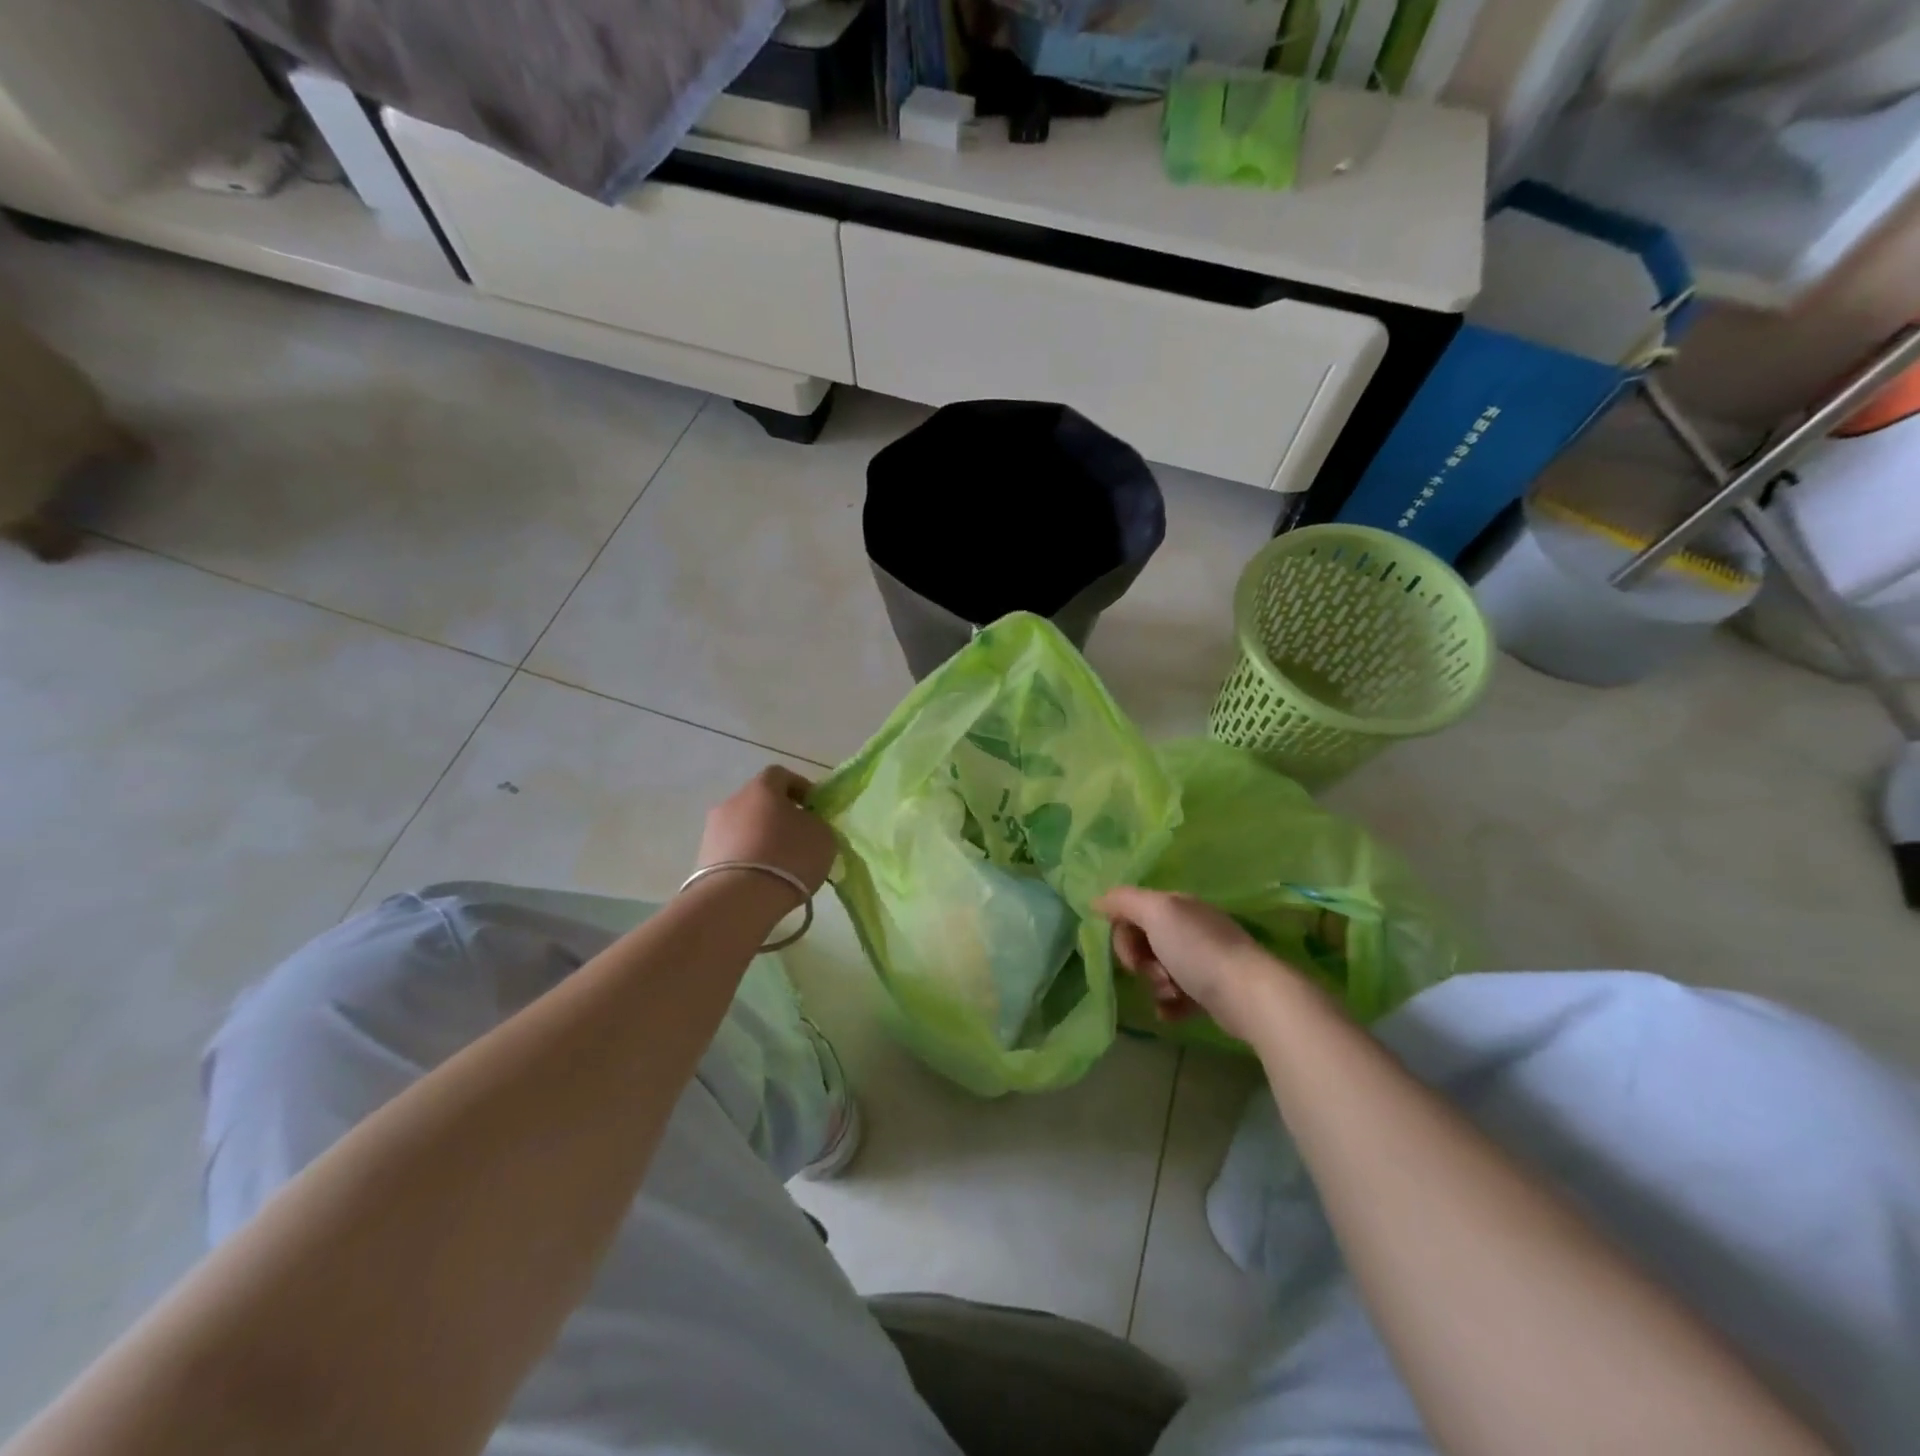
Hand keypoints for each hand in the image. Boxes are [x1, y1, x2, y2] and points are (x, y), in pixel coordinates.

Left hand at [696, 767, 836, 895]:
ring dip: (760, 838)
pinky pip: (732, 850)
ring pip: (743, 827)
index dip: (800, 788)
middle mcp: (732, 801)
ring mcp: (713, 830)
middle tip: (797, 837)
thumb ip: (816, 823)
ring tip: (779, 864)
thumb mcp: (823, 836)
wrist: (739, 899)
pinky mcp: (703, 858)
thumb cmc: (788, 856)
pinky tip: (761, 878)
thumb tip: (806, 824)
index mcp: (762, 787)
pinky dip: (747, 858)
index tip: (814, 808)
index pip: (781, 775)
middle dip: (778, 815)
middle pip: (759, 801)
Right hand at [1093, 886, 1301, 1041]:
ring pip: (1158, 971)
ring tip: (1170, 994)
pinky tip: (1172, 1012)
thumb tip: (1097, 900)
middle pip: (1143, 942)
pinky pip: (1176, 996)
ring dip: (1154, 985)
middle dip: (1140, 962)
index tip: (1130, 954)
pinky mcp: (1211, 991)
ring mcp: (1202, 960)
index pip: (1132, 912)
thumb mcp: (1156, 912)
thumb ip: (1124, 901)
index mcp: (1177, 906)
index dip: (1123, 935)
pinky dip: (1169, 1005)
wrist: (1249, 995)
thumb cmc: (1198, 950)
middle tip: (1154, 975)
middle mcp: (1190, 928)